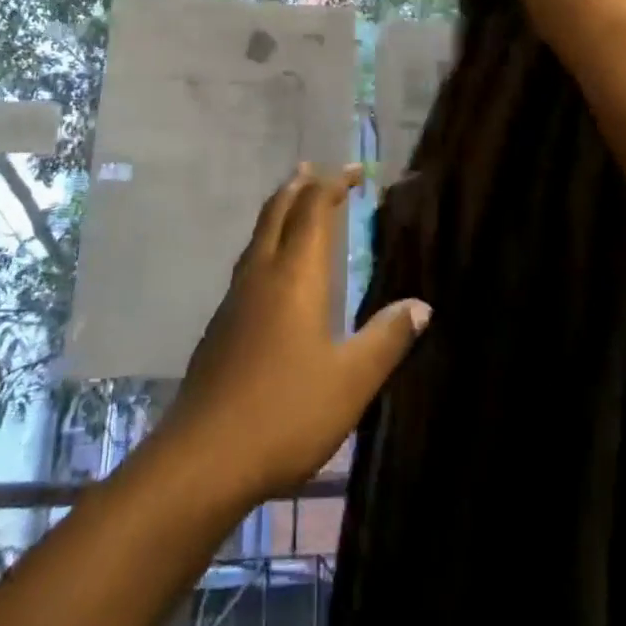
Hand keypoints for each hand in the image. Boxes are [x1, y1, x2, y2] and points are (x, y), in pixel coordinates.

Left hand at [157, 163, 430, 507]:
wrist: (204, 455)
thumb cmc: (285, 411)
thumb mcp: (350, 381)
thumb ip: (386, 339)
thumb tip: (421, 306)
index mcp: (295, 275)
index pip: (313, 209)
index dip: (333, 184)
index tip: (356, 172)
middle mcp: (262, 272)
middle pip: (278, 211)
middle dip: (300, 185)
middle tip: (317, 170)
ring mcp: (235, 297)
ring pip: (258, 234)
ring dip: (279, 209)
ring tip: (294, 202)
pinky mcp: (221, 322)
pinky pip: (248, 260)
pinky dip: (266, 241)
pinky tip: (272, 268)